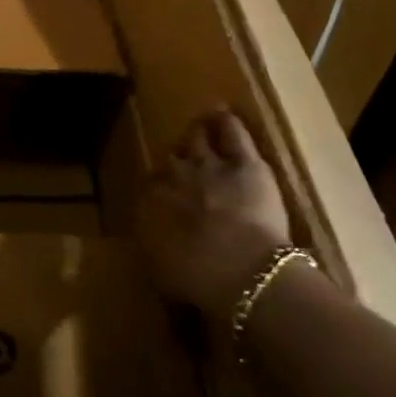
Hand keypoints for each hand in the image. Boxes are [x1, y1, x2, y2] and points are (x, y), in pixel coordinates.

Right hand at [134, 106, 293, 313]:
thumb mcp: (163, 271)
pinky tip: (224, 116)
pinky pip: (232, 132)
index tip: (167, 198)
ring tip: (199, 130)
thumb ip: (156, 248)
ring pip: (197, 138)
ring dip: (197, 135)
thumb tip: (152, 244)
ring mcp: (208, 164)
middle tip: (186, 169)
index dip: (160, 190)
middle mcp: (174, 175)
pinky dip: (226, 122)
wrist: (241, 272)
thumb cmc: (198, 280)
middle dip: (177, 162)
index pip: (150, 186)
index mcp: (151, 202)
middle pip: (172, 160)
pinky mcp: (245, 162)